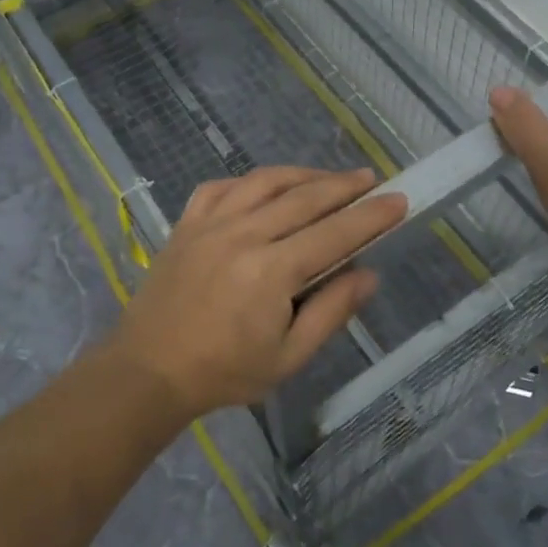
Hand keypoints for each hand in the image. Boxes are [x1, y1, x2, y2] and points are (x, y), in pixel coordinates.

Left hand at [110, 167, 407, 419]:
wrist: (149, 371)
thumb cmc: (224, 372)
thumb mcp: (289, 356)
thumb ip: (331, 311)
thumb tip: (368, 273)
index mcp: (272, 270)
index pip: (335, 232)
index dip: (371, 216)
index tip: (399, 200)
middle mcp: (244, 234)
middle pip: (305, 197)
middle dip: (344, 186)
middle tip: (371, 179)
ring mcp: (211, 223)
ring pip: (265, 181)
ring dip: (302, 174)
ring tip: (327, 178)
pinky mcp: (187, 223)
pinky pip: (221, 187)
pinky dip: (249, 182)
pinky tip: (264, 187)